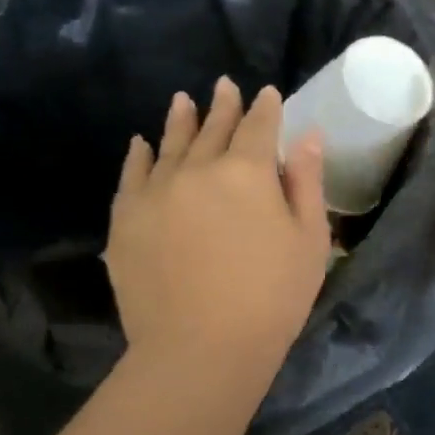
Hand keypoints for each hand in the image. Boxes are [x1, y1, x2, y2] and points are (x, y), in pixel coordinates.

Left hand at [105, 77, 330, 372]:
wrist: (201, 348)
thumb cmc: (271, 298)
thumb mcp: (309, 242)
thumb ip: (307, 183)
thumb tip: (306, 135)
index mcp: (248, 172)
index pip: (259, 127)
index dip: (265, 108)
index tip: (267, 94)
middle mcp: (197, 169)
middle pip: (213, 128)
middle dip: (223, 106)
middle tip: (225, 86)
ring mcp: (156, 192)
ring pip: (170, 144)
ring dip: (180, 120)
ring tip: (183, 101)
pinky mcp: (126, 219)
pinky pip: (132, 175)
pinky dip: (139, 155)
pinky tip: (142, 144)